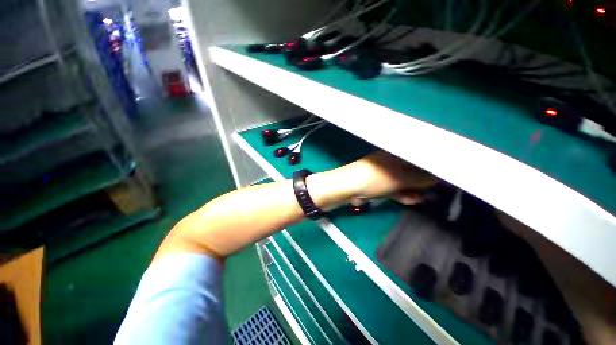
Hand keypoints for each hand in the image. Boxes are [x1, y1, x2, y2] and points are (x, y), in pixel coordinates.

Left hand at [334, 151, 438, 204]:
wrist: (350, 188)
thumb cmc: (376, 179)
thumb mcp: (401, 178)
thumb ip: (421, 178)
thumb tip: (438, 176)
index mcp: (397, 154)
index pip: (420, 157)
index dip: (431, 168)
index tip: (440, 178)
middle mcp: (392, 161)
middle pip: (413, 171)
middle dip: (421, 183)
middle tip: (428, 192)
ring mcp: (385, 172)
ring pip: (404, 181)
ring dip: (411, 190)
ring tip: (415, 198)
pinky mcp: (380, 183)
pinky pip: (395, 187)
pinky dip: (401, 193)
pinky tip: (406, 199)